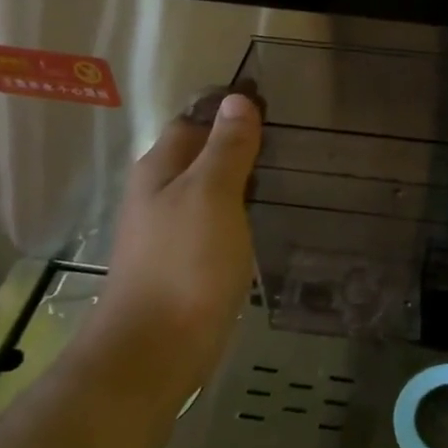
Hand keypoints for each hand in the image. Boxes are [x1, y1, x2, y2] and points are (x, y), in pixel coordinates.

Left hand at [93, 89, 263, 397]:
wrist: (157, 348)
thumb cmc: (184, 262)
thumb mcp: (211, 194)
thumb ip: (226, 148)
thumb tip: (237, 99)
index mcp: (159, 168)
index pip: (193, 121)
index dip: (227, 109)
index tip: (272, 104)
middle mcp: (160, 193)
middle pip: (200, 154)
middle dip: (237, 142)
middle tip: (290, 138)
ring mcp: (172, 230)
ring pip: (210, 190)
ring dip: (241, 178)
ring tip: (287, 171)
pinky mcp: (188, 262)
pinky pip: (217, 222)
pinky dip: (240, 211)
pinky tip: (266, 216)